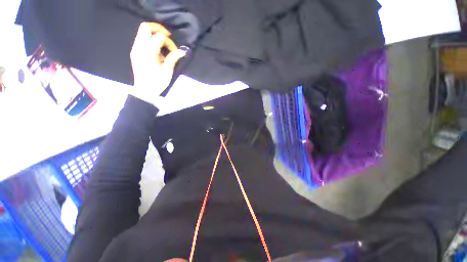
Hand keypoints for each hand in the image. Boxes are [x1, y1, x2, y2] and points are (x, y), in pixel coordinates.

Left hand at [130, 22, 185, 105]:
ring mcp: (135, 49)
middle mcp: (139, 47)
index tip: (174, 52)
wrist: (145, 91)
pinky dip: (150, 42)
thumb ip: (173, 58)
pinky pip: (141, 40)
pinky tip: (156, 53)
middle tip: (167, 38)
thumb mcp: (167, 71)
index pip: (159, 37)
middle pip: (146, 27)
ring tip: (162, 48)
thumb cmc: (157, 82)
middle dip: (158, 29)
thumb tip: (182, 51)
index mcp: (148, 51)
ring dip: (154, 36)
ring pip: (142, 32)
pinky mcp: (135, 53)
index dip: (169, 42)